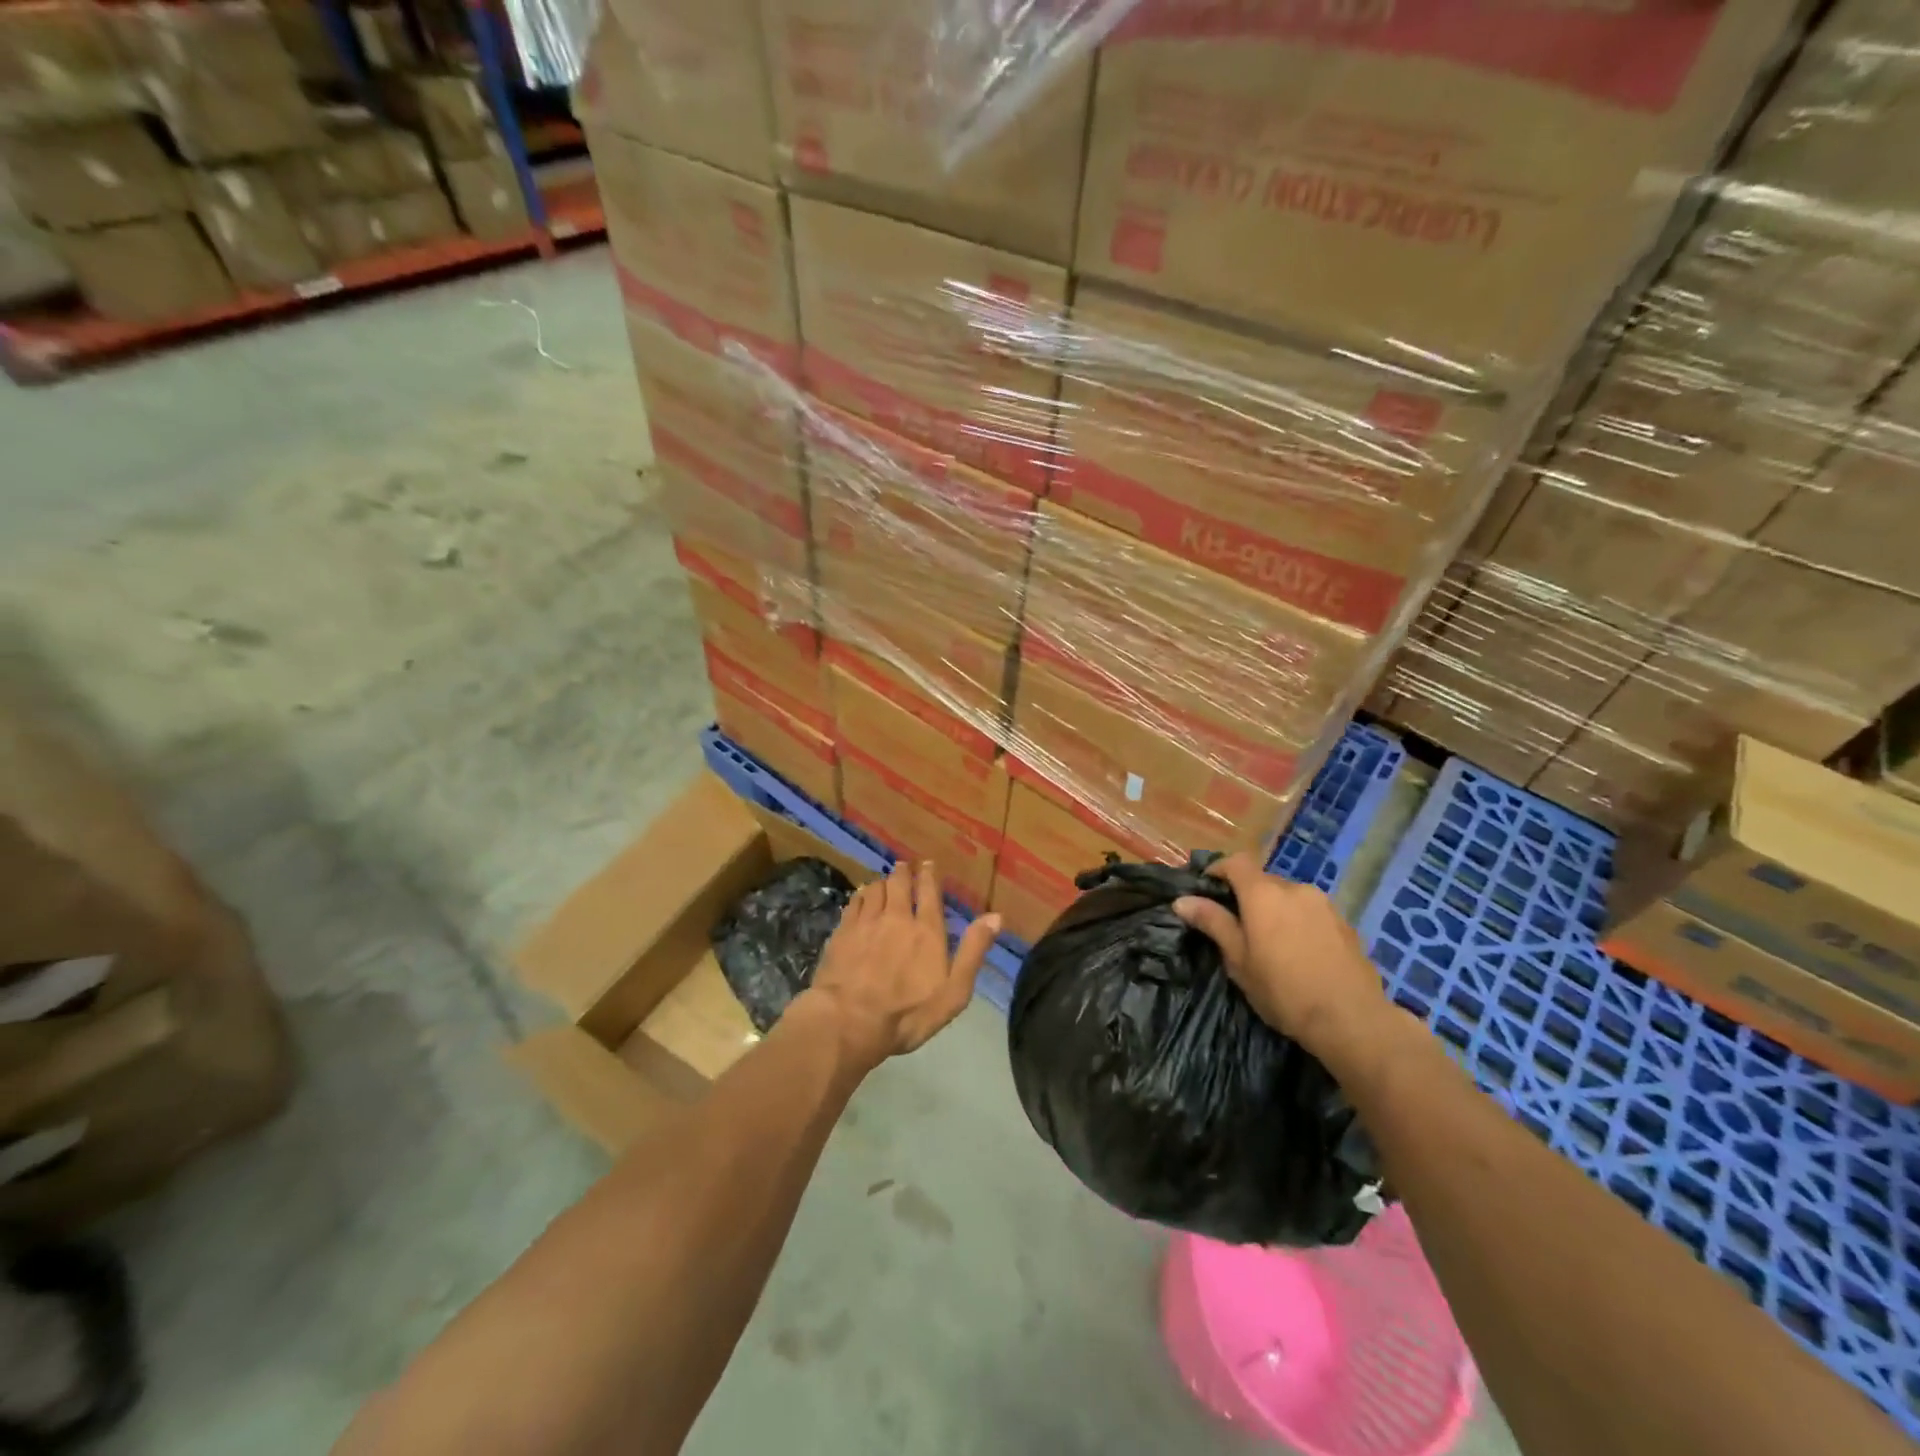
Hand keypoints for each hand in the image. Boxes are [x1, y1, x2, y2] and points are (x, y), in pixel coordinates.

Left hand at [802, 860, 1000, 1067]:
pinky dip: (861, 896)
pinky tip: (861, 898)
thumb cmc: (908, 1013)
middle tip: (904, 866)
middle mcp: (896, 917)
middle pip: (899, 883)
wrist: (850, 1021)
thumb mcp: (954, 991)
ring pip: (875, 889)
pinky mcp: (842, 932)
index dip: (929, 875)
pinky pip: (854, 903)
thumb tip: (995, 916)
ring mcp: (866, 922)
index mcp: (927, 930)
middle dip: (903, 872)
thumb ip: (973, 951)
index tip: (928, 864)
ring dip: (882, 882)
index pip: (929, 891)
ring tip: (884, 881)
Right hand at [1173, 853, 1394, 1063]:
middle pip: (1263, 880)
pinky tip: (1301, 953)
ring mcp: (1325, 905)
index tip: (1207, 887)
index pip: (1236, 862)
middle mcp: (1295, 889)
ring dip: (1276, 910)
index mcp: (1263, 894)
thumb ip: (1213, 923)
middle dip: (1248, 896)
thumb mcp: (1238, 960)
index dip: (1219, 869)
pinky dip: (1300, 923)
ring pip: (1290, 897)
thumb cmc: (1283, 991)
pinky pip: (1312, 912)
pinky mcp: (1346, 924)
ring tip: (1272, 943)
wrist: (1352, 1020)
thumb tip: (1182, 900)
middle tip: (1238, 927)